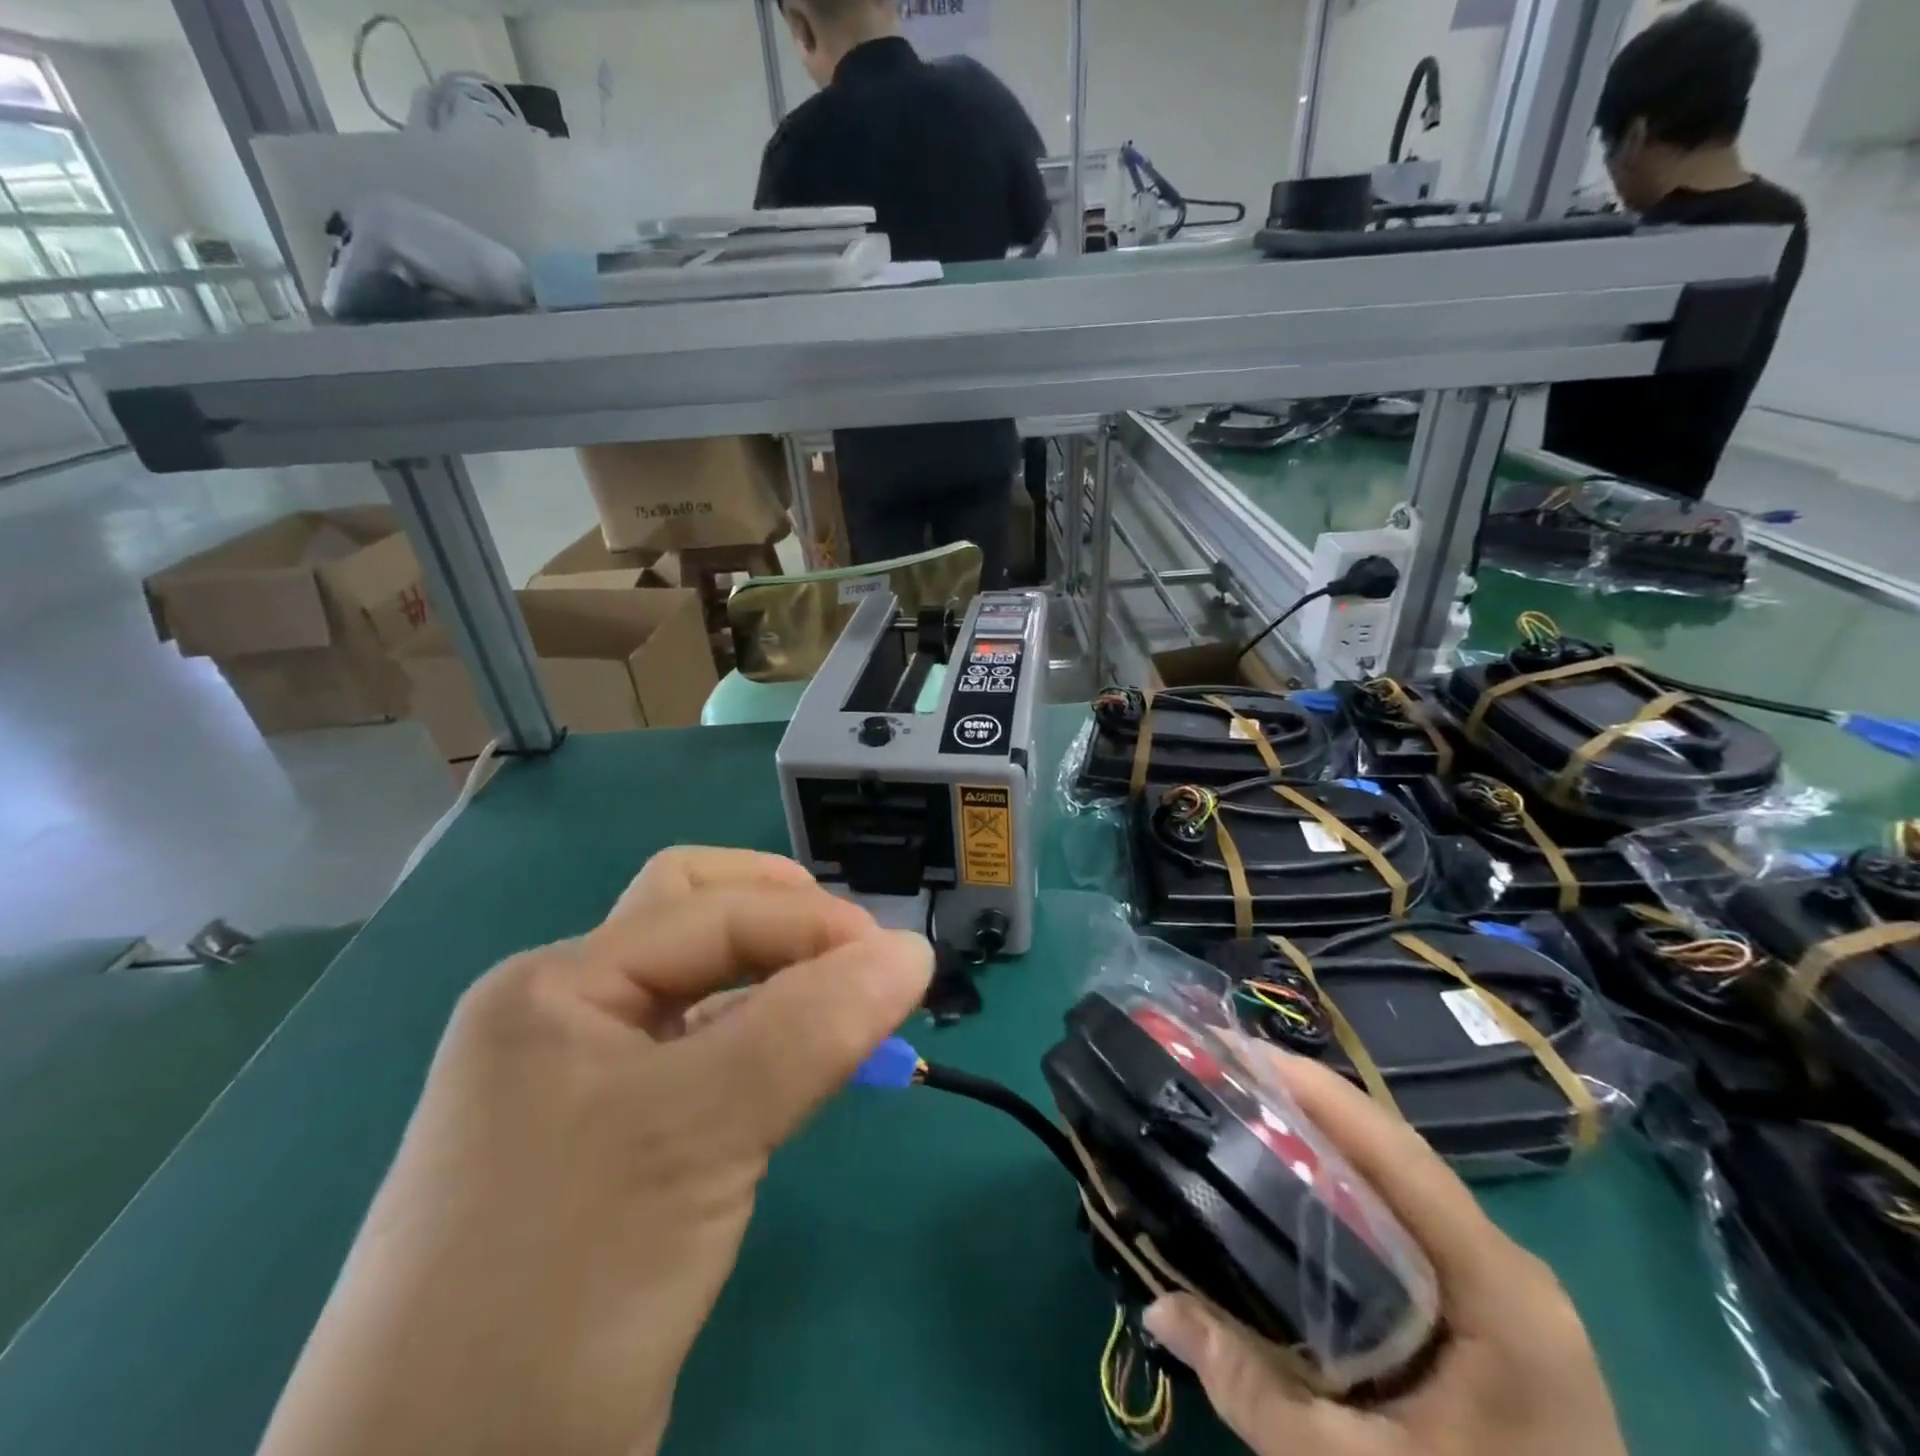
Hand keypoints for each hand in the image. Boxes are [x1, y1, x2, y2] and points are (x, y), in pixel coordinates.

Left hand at [258, 848, 931, 1455]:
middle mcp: (569, 1016)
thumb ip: (811, 1029)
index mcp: (557, 985)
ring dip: (778, 980)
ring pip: (704, 989)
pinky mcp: (619, 1145)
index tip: (903, 964)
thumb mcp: (694, 1133)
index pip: (710, 911)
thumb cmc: (558, 1283)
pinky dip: (764, 1043)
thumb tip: (913, 951)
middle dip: (781, 919)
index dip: (812, 922)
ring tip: (846, 1009)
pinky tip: (802, 1067)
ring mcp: (588, 1082)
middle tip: (854, 955)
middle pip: (693, 920)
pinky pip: (706, 1058)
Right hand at [1142, 1052, 1625, 1455]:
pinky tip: (1288, 1184)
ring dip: (1320, 1138)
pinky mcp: (1483, 1307)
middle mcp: (1504, 1264)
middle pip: (1392, 1152)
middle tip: (1220, 1075)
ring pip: (1395, 1181)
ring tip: (1240, 1108)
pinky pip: (1401, 1219)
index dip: (1314, 1091)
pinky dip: (1341, 1185)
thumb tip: (1159, 1306)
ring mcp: (1497, 1283)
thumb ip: (1257, 1395)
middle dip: (1304, 1102)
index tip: (1234, 1051)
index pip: (1397, 1152)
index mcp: (1499, 1289)